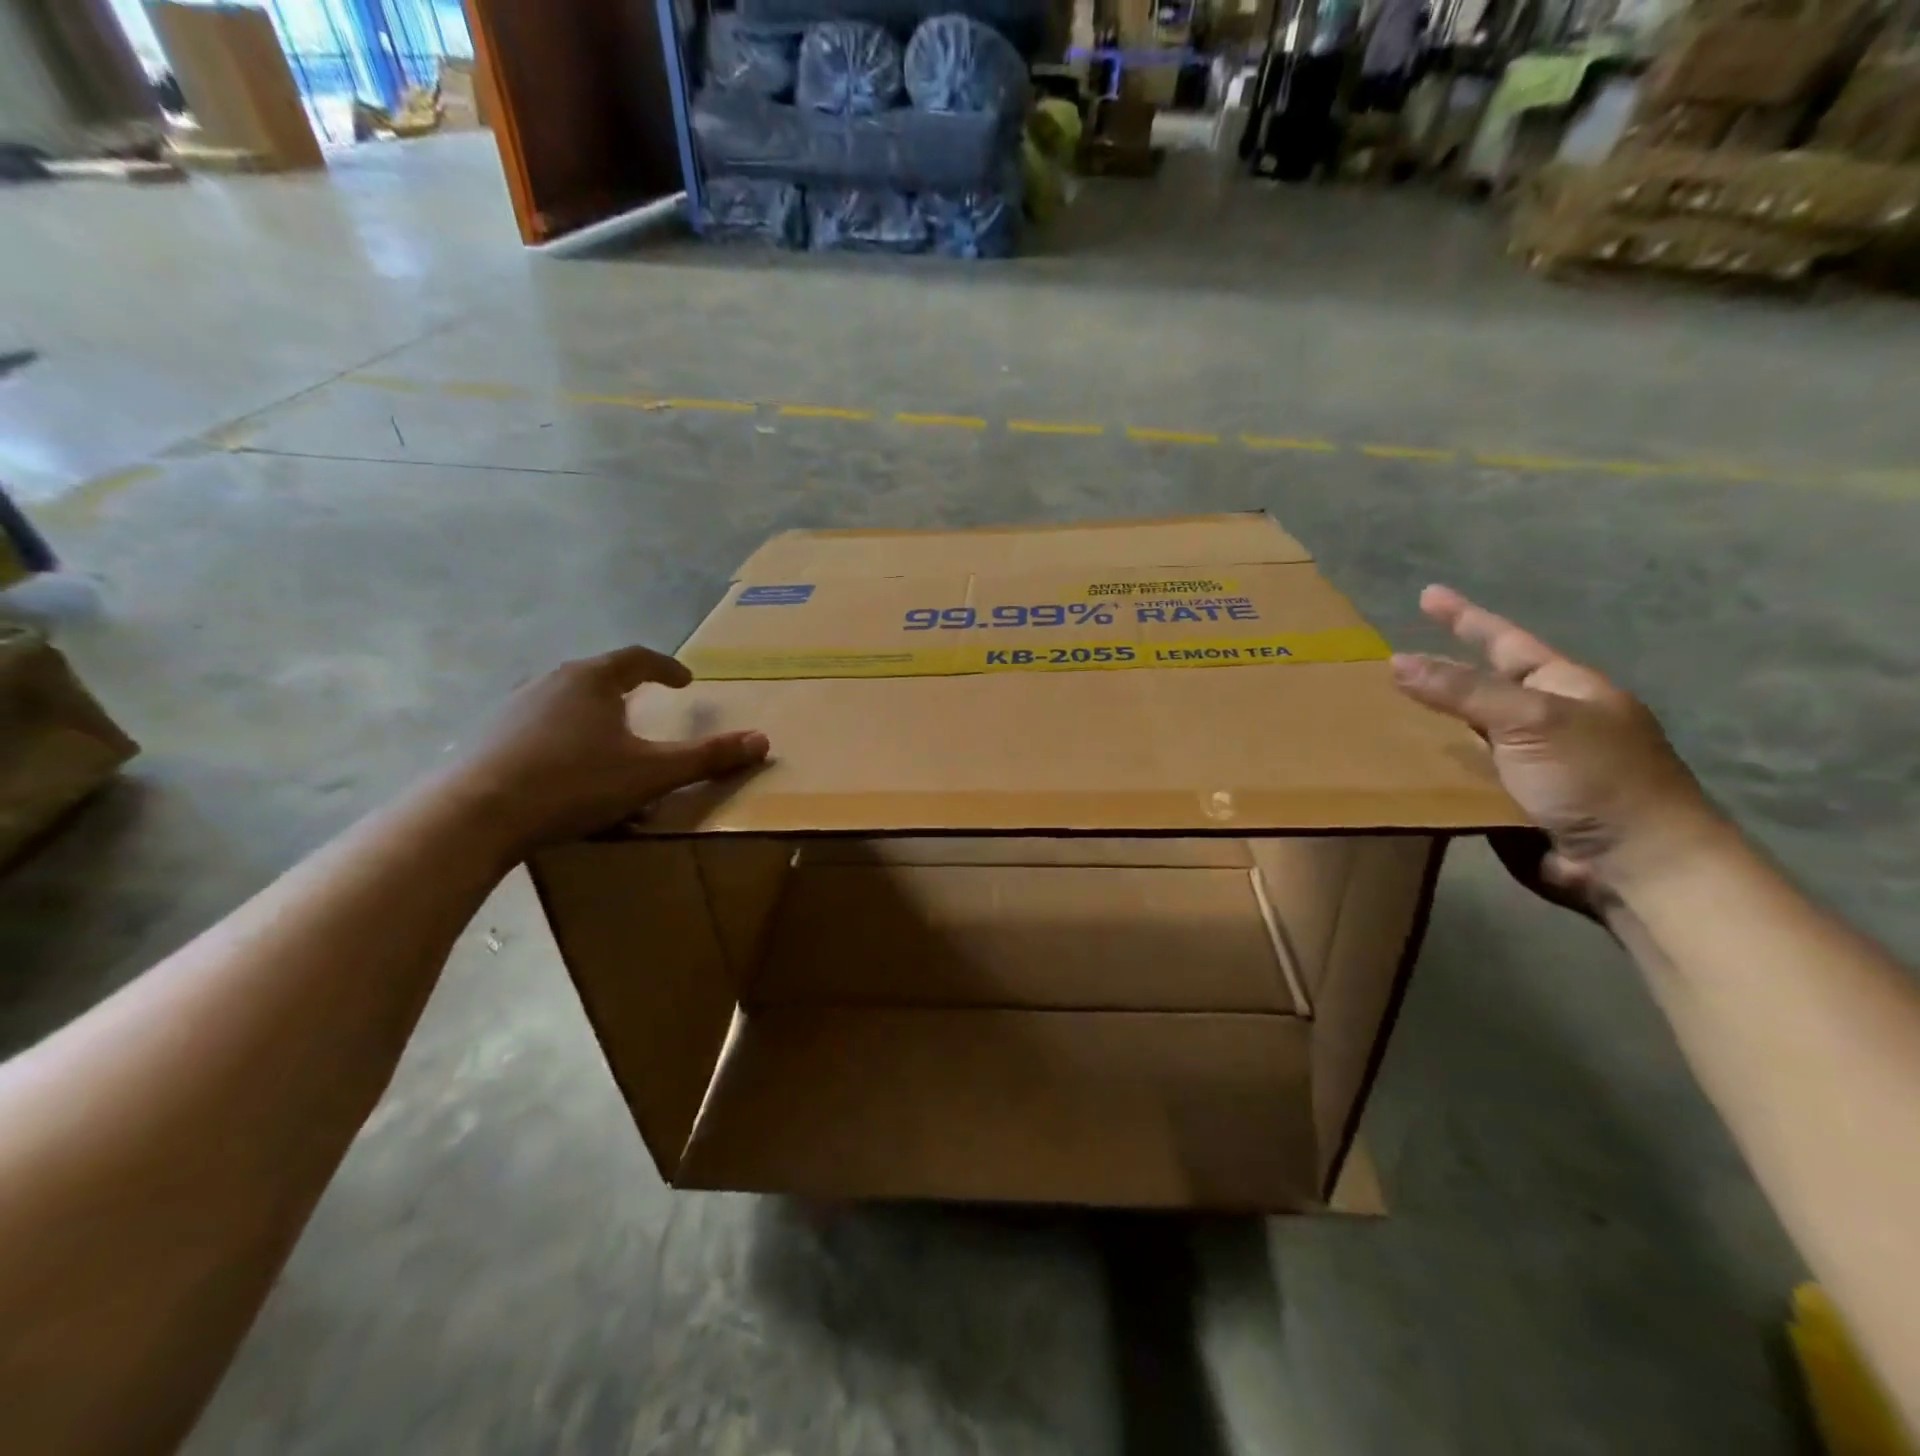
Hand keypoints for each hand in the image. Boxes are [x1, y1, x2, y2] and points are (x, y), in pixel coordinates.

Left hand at [448, 646, 768, 856]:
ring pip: (565, 700)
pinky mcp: (490, 735)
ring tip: (607, 737)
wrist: (475, 815)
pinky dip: (562, 735)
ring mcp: (514, 706)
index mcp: (593, 680)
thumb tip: (763, 740)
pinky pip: (538, 725)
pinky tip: (564, 766)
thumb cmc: (574, 783)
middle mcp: (552, 681)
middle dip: (627, 688)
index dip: (666, 667)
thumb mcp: (651, 773)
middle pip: (598, 674)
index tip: (685, 681)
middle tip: (647, 705)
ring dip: (592, 712)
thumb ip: (707, 757)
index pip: (637, 658)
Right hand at [1391, 585, 1720, 914]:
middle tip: (1391, 662)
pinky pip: (1462, 777)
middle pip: (1481, 687)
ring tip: (1379, 714)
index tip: (1428, 596)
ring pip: (1466, 734)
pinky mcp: (1512, 804)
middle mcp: (1546, 721)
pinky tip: (1398, 766)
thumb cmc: (1596, 778)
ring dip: (1428, 726)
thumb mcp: (1529, 720)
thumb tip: (1396, 660)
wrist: (1634, 865)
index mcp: (1564, 688)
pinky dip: (1433, 770)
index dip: (1466, 618)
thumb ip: (1461, 690)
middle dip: (1439, 675)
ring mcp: (1530, 764)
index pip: (1506, 641)